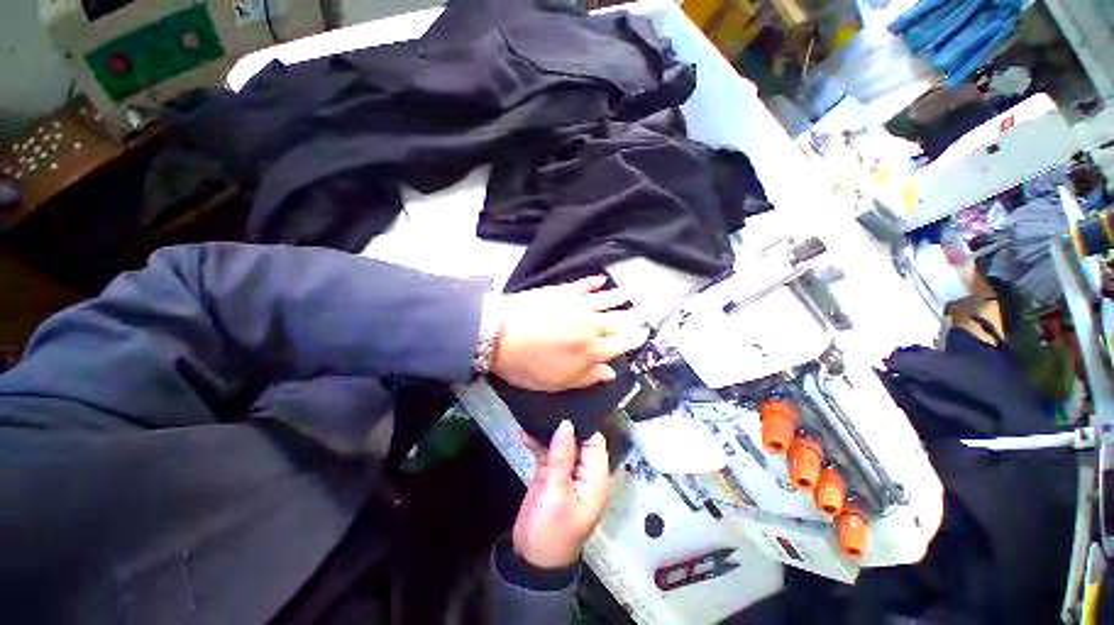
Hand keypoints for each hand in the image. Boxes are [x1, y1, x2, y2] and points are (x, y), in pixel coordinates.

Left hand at [492, 276, 648, 391]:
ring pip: (605, 300)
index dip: (633, 340)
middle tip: (643, 314)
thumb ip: (587, 377)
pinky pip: (583, 285)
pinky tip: (600, 279)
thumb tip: (610, 373)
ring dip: (617, 298)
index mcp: (591, 351)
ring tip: (628, 295)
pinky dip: (593, 282)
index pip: (620, 344)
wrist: (500, 334)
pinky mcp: (563, 291)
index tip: (642, 334)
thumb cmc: (528, 365)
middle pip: (617, 321)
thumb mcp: (557, 382)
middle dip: (632, 318)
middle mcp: (591, 326)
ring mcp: (578, 306)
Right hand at [512, 420, 610, 568]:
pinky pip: (547, 452)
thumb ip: (561, 458)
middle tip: (549, 405)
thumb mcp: (557, 494)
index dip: (582, 425)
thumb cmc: (551, 532)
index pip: (595, 442)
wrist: (530, 560)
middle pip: (578, 440)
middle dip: (564, 425)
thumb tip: (566, 424)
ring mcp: (566, 472)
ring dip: (548, 433)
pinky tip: (525, 433)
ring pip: (561, 444)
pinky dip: (537, 443)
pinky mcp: (551, 474)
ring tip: (536, 415)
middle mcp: (584, 471)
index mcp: (595, 478)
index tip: (566, 408)